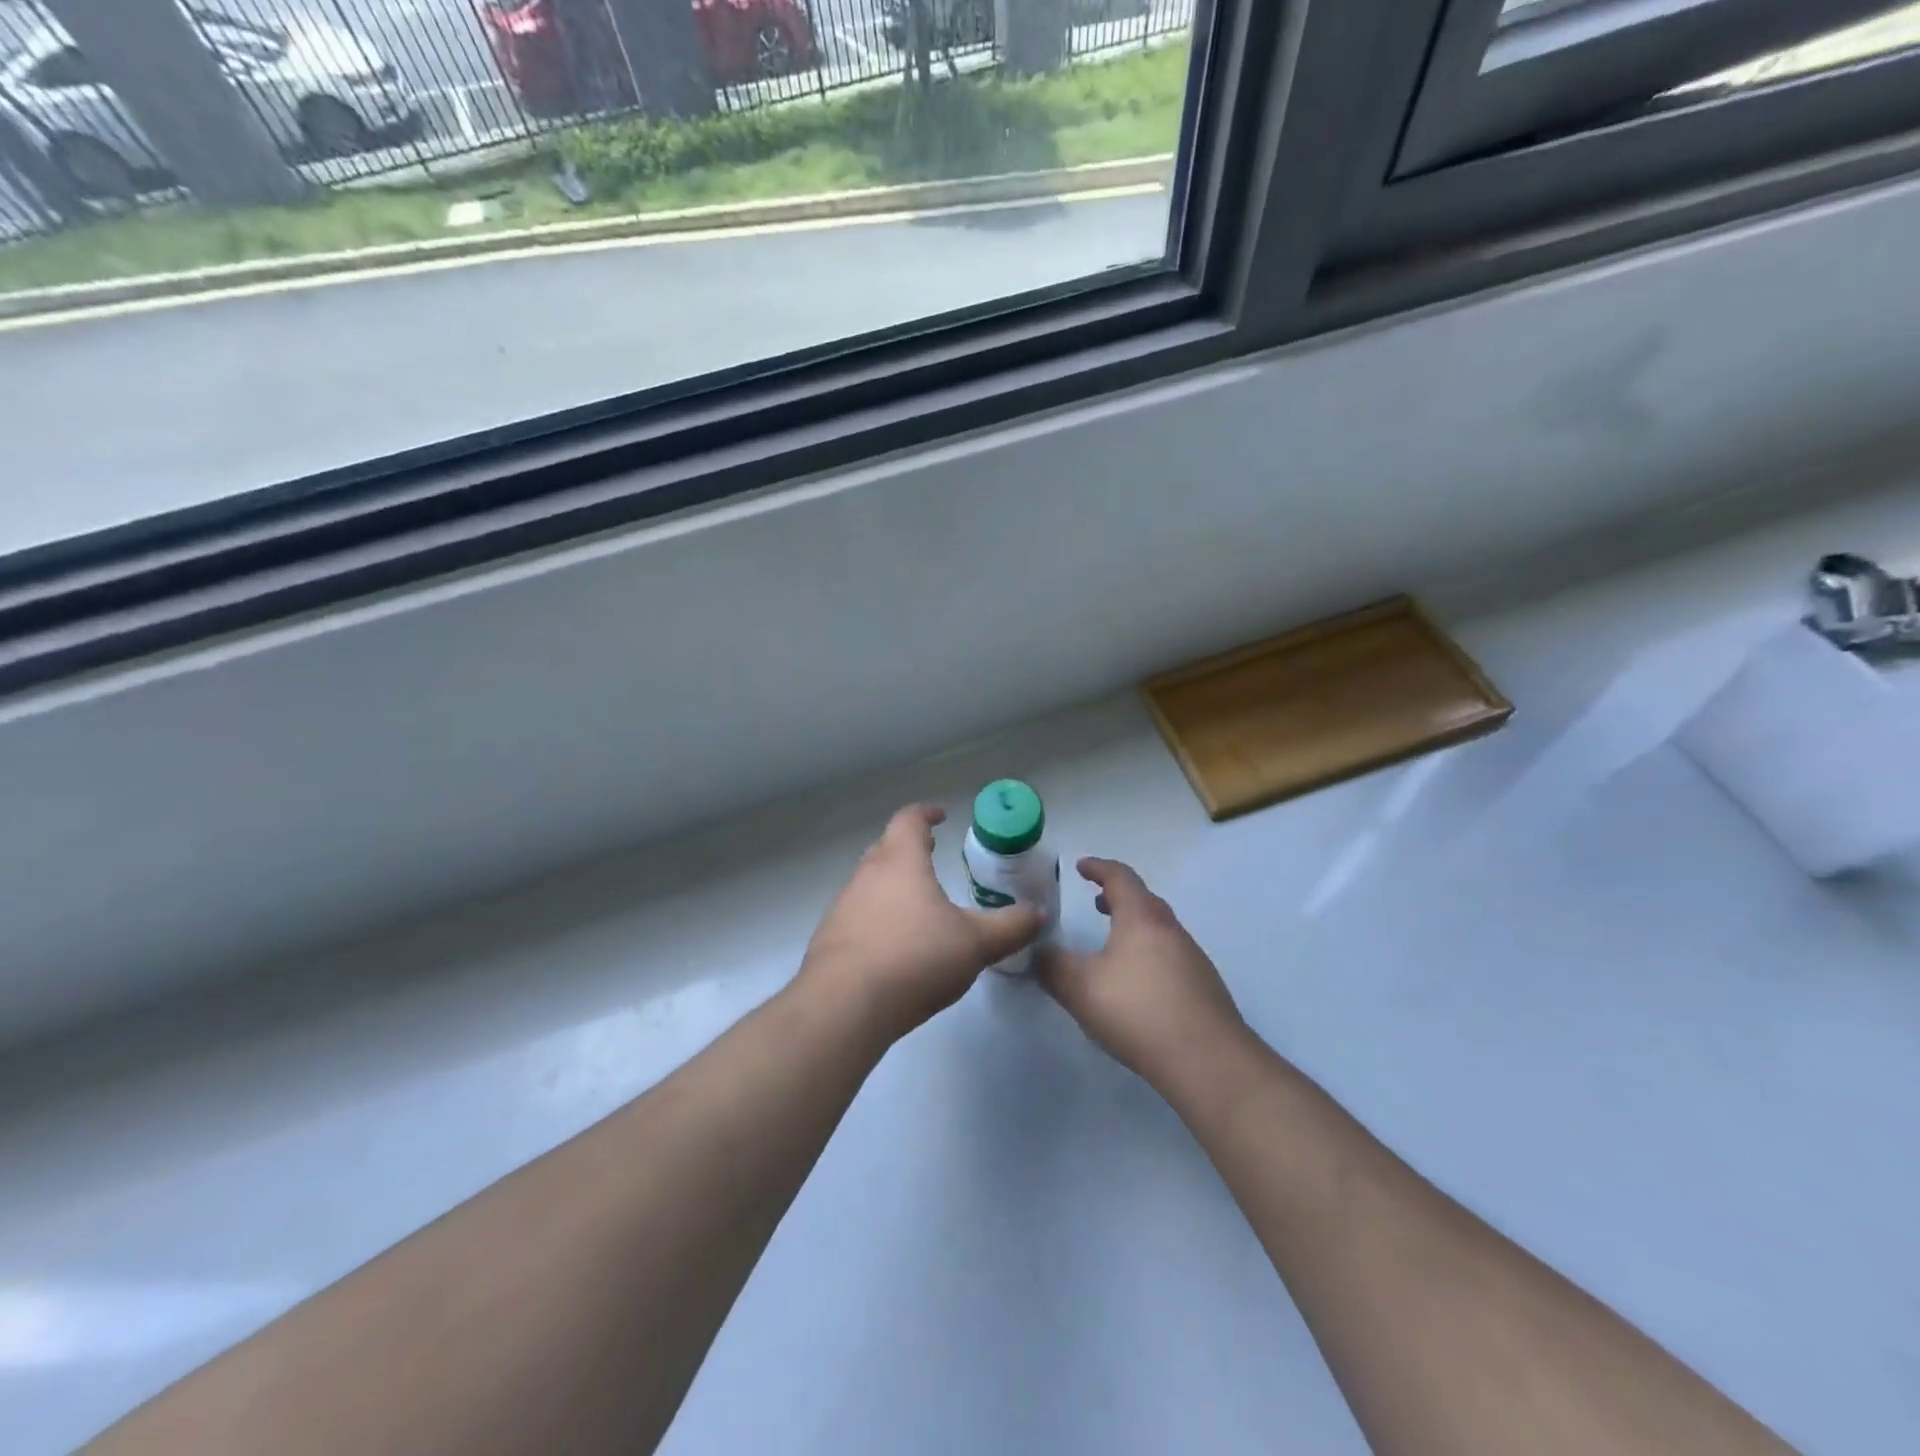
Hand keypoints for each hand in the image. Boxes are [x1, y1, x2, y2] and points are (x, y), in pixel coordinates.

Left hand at [799, 804, 1043, 1040]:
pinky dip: (876, 919)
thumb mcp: (975, 944)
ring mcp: (842, 908)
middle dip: (908, 848)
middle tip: (929, 853)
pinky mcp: (829, 941)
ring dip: (891, 885)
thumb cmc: (915, 958)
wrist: (844, 1006)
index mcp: (900, 862)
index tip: (940, 817)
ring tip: (916, 904)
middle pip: (885, 848)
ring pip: (868, 883)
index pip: (909, 821)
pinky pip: (857, 917)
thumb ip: (1009, 927)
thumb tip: (1038, 913)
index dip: (926, 815)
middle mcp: (866, 876)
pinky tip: (892, 946)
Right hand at [1038, 858, 1245, 1092]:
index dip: (1098, 868)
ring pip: (1159, 928)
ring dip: (1134, 925)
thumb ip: (1052, 966)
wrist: (1208, 1061)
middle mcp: (1170, 930)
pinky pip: (1170, 954)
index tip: (1081, 866)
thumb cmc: (1139, 1011)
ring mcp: (1192, 958)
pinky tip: (1138, 982)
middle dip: (1118, 896)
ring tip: (1113, 943)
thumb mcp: (1080, 988)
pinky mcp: (1203, 987)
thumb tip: (1038, 951)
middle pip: (1144, 900)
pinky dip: (1148, 951)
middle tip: (1097, 901)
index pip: (1120, 878)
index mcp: (1141, 918)